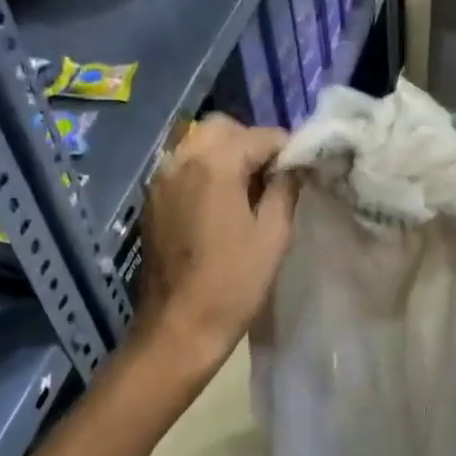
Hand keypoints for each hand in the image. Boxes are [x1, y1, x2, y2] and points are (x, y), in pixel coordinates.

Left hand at [138, 115, 298, 363]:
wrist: (179, 327)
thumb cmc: (234, 283)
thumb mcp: (273, 235)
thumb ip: (286, 189)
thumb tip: (295, 165)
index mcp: (214, 165)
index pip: (260, 135)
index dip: (287, 149)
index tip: (302, 171)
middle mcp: (181, 160)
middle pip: (223, 128)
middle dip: (252, 143)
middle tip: (273, 177)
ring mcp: (161, 179)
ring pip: (199, 143)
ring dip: (227, 154)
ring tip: (248, 190)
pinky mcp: (153, 200)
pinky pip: (183, 166)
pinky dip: (205, 170)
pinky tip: (222, 203)